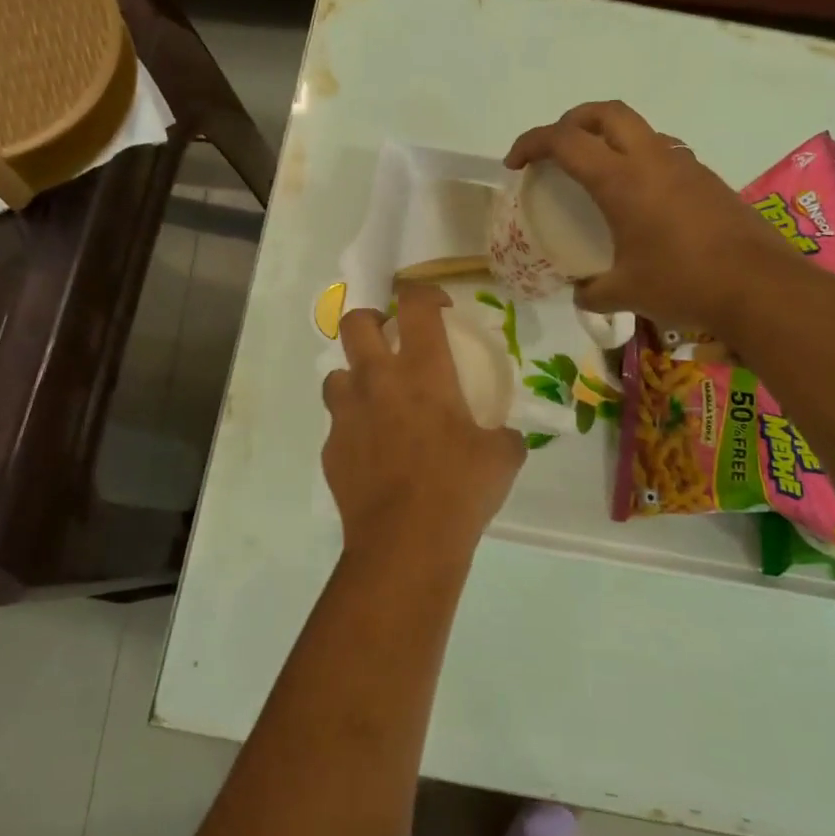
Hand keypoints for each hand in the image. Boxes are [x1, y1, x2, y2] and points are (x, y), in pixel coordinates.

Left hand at [321, 285, 526, 566]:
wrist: (406, 543)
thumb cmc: (459, 489)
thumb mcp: (502, 458)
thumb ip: (503, 436)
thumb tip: (504, 436)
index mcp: (422, 371)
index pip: (415, 304)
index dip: (424, 292)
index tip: (438, 306)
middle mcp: (377, 381)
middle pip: (354, 323)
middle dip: (370, 320)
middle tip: (389, 339)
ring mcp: (347, 414)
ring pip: (335, 374)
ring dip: (355, 378)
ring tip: (376, 401)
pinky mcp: (331, 448)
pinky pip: (337, 424)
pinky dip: (353, 428)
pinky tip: (373, 453)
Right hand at [505, 100, 787, 334]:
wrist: (760, 286)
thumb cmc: (682, 283)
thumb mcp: (624, 292)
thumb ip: (592, 290)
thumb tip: (581, 292)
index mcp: (621, 180)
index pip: (565, 141)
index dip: (531, 143)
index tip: (515, 164)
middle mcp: (651, 160)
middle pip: (605, 113)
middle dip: (572, 121)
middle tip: (556, 149)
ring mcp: (684, 165)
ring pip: (639, 129)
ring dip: (609, 137)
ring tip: (597, 172)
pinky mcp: (707, 179)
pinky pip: (663, 152)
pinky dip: (638, 160)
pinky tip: (639, 198)